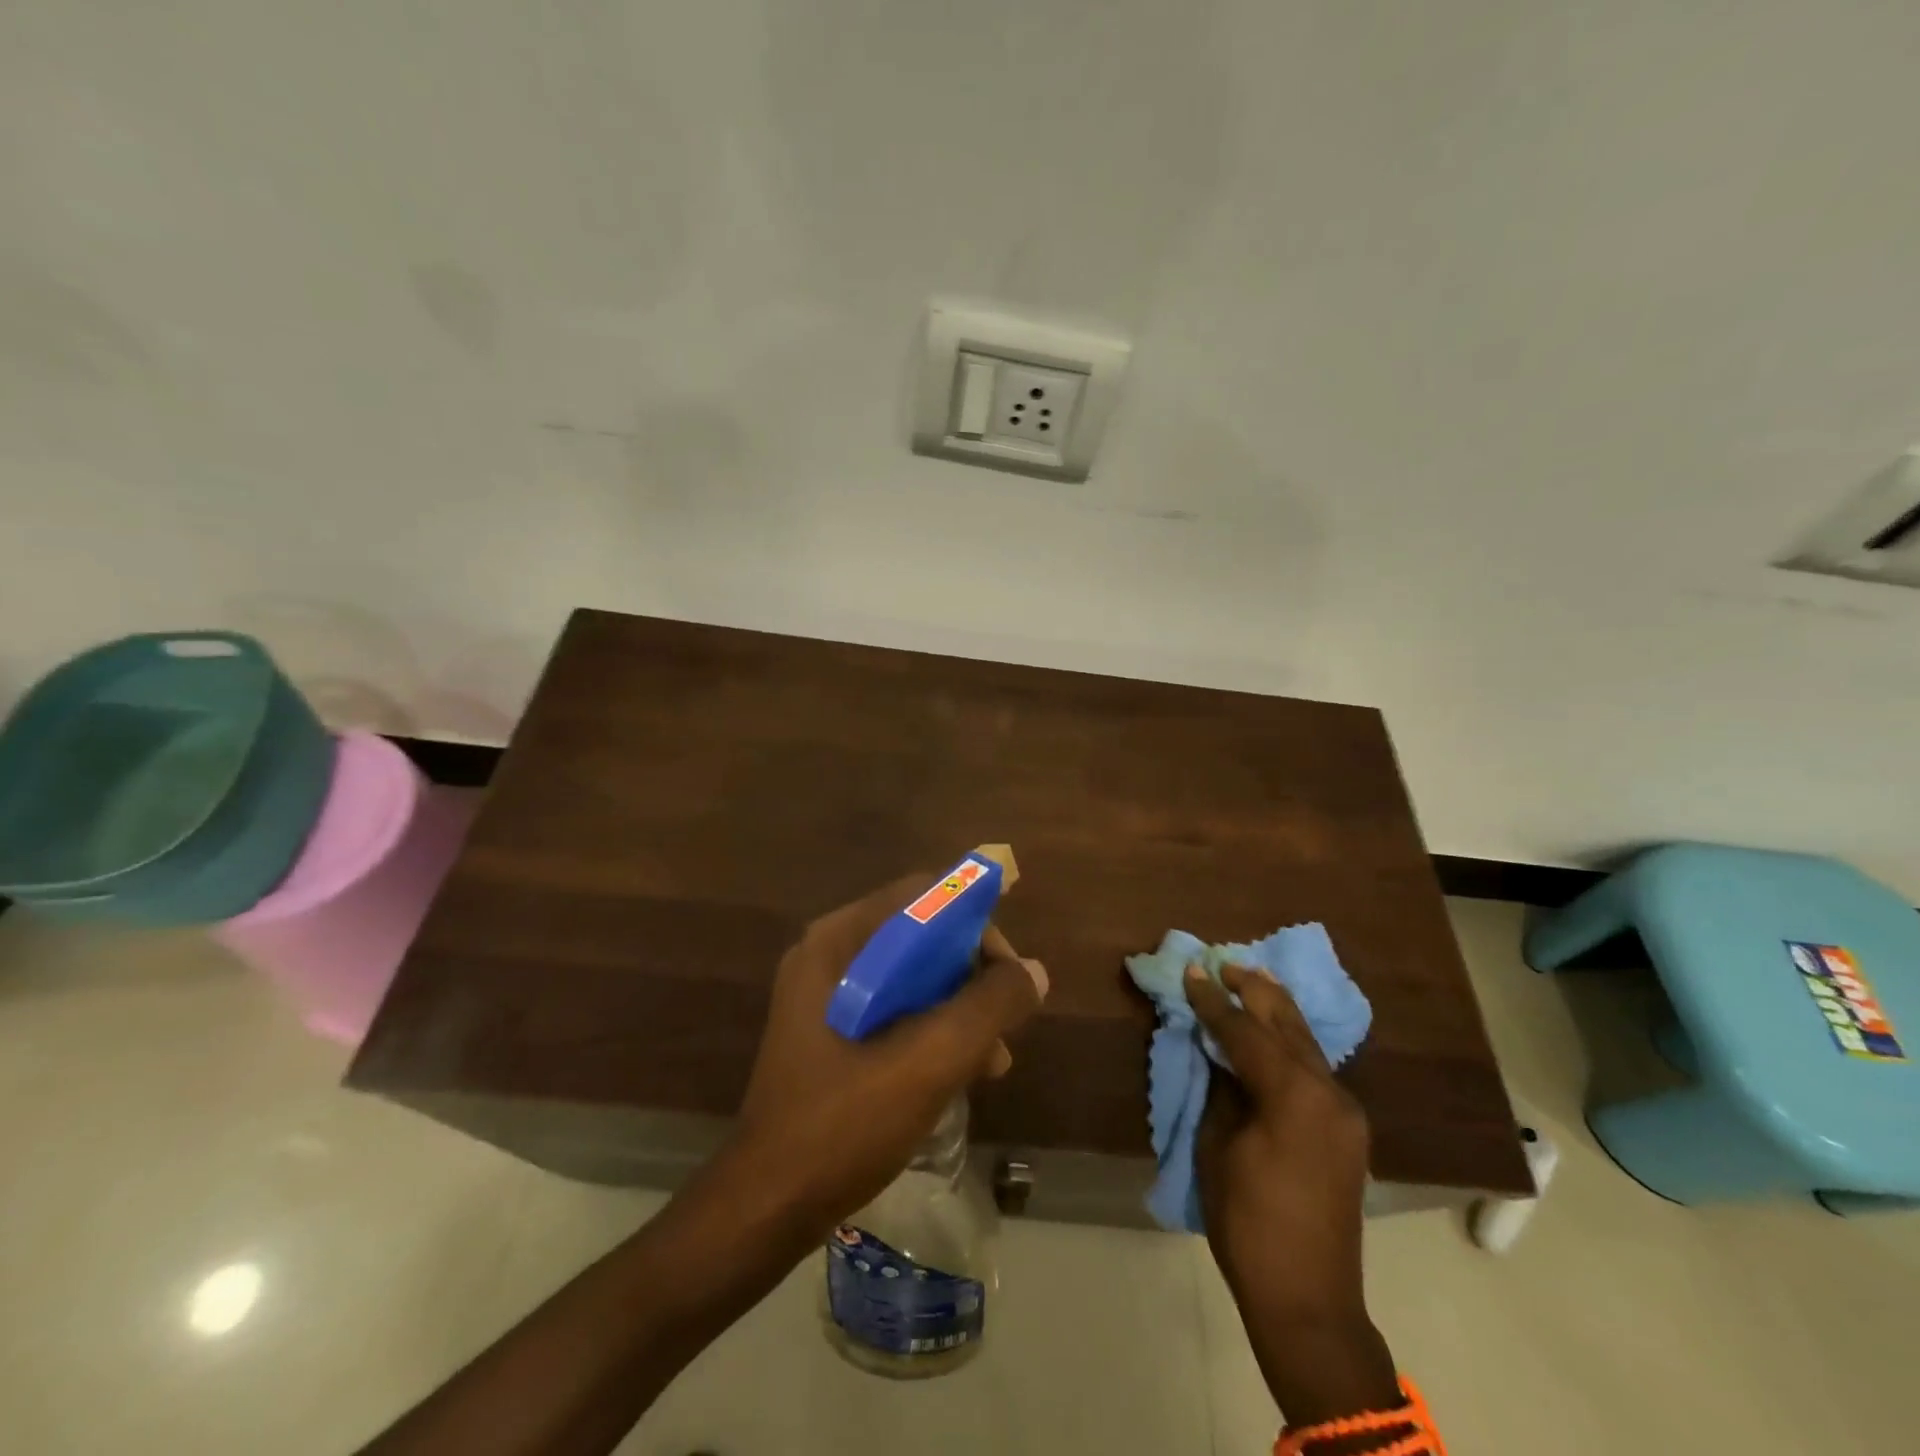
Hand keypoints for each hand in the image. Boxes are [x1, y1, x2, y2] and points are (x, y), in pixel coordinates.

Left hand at [722, 875, 1048, 1238]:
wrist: (767, 1207)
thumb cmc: (845, 1123)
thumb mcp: (929, 1060)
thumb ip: (987, 1006)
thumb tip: (1033, 972)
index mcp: (839, 941)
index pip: (923, 896)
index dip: (976, 923)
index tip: (1010, 973)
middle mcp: (829, 954)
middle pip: (920, 935)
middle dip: (972, 975)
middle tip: (1007, 1023)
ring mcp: (826, 994)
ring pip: (912, 976)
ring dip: (958, 1008)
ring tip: (993, 1062)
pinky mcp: (830, 1031)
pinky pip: (895, 1008)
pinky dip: (932, 1029)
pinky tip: (961, 1073)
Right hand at [1185, 964, 1402, 1429]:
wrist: (1308, 1299)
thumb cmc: (1248, 1222)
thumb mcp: (1218, 1147)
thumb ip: (1222, 1089)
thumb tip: (1219, 1053)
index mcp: (1293, 1094)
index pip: (1245, 1031)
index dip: (1213, 1000)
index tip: (1191, 970)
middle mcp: (1328, 1092)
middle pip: (1286, 1024)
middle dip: (1253, 990)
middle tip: (1224, 962)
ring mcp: (1345, 1110)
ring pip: (1306, 1041)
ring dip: (1276, 1009)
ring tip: (1249, 979)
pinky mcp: (1347, 1127)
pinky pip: (1315, 1067)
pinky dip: (1290, 1041)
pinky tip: (1273, 1028)